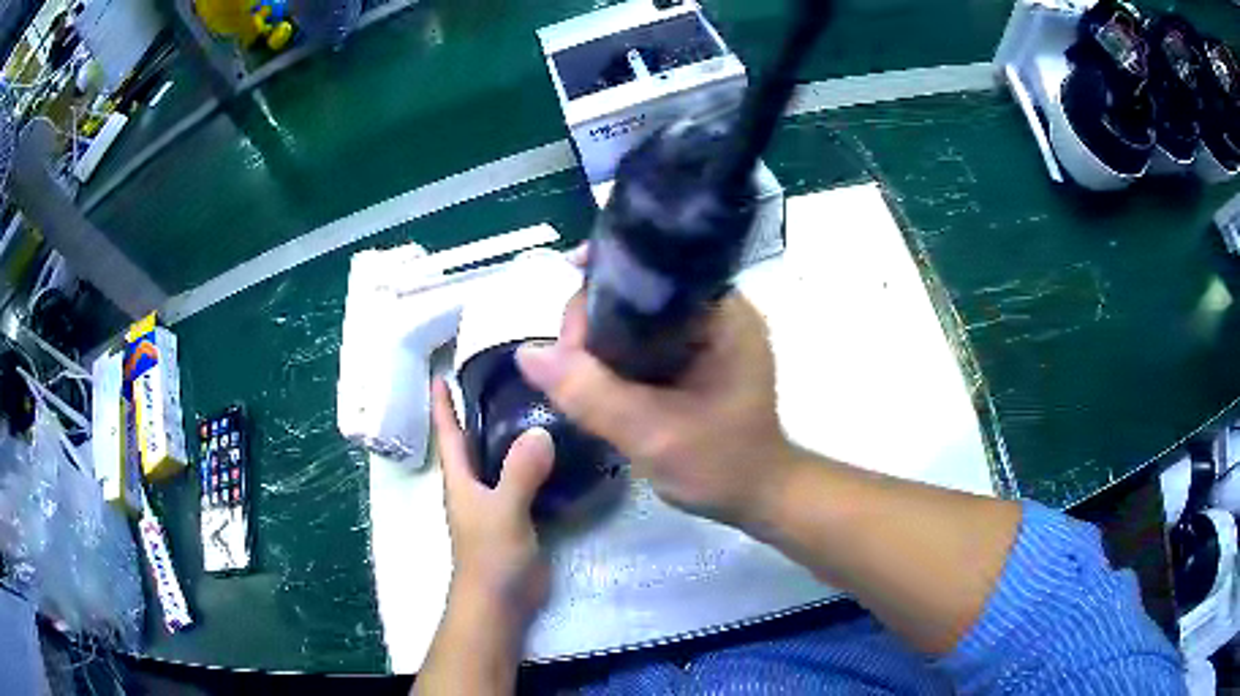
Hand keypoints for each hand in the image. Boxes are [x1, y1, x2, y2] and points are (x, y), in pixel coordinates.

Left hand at [431, 380, 553, 625]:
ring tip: (535, 403)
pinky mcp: (518, 515)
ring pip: (501, 457)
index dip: (442, 402)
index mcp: (460, 478)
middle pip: (473, 439)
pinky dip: (534, 460)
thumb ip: (520, 473)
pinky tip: (557, 448)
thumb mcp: (503, 511)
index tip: (441, 371)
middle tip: (504, 376)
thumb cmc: (490, 556)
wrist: (501, 600)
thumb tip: (541, 431)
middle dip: (479, 408)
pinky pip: (524, 478)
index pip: (448, 432)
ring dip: (511, 432)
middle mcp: (474, 484)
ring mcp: (496, 500)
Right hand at [515, 289, 795, 530]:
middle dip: (594, 318)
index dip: (601, 286)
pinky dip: (616, 353)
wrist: (756, 497)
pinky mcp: (698, 355)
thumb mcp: (651, 433)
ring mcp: (708, 333)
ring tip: (573, 370)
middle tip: (567, 362)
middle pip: (640, 291)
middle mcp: (717, 311)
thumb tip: (527, 354)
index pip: (653, 273)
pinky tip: (592, 374)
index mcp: (722, 314)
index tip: (566, 323)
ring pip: (638, 316)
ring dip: (601, 338)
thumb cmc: (719, 465)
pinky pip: (646, 340)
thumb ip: (590, 394)